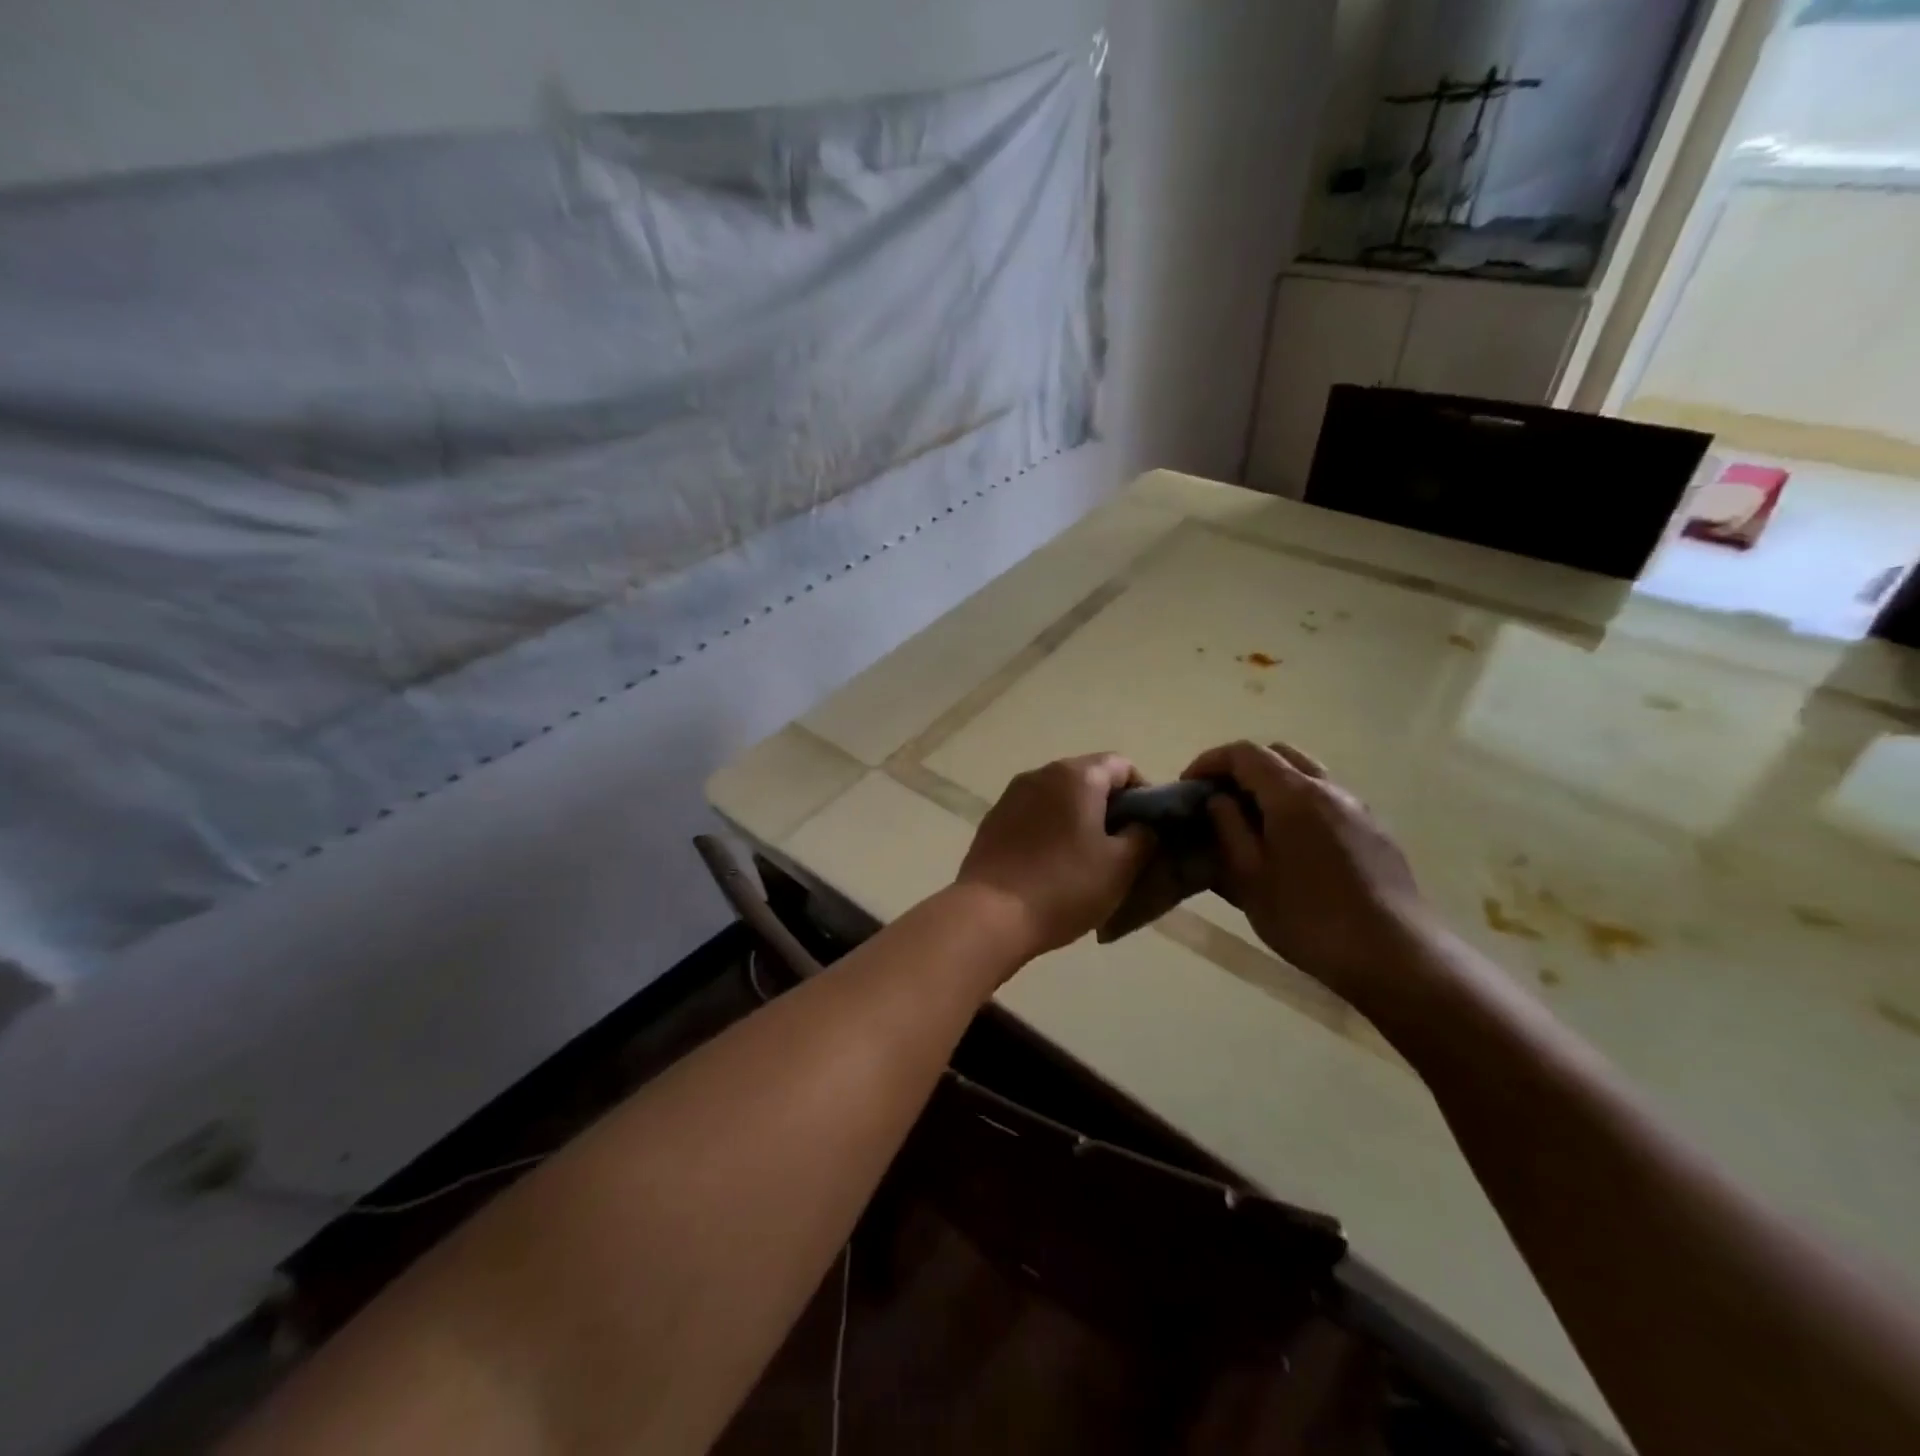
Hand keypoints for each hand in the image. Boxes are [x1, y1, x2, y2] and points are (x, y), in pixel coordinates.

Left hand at [955, 753, 1154, 961]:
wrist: (990, 914)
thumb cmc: (1063, 887)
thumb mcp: (1120, 867)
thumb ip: (1142, 836)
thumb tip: (1140, 825)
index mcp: (1076, 776)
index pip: (1122, 766)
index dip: (1142, 794)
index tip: (1146, 828)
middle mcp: (1041, 774)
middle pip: (1087, 778)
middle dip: (1107, 807)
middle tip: (1120, 847)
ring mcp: (1011, 795)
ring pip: (1057, 797)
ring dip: (1076, 818)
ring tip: (1084, 859)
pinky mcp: (992, 819)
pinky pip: (1032, 815)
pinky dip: (1048, 829)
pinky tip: (1050, 864)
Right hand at [1182, 740, 1426, 1001]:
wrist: (1395, 955)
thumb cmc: (1309, 918)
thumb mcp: (1250, 878)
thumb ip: (1229, 830)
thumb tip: (1218, 800)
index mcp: (1294, 795)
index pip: (1245, 753)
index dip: (1210, 761)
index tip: (1188, 784)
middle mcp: (1329, 789)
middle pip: (1279, 754)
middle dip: (1243, 766)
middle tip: (1219, 798)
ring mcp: (1358, 809)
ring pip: (1308, 775)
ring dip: (1274, 784)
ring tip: (1253, 822)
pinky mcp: (1375, 832)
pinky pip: (1328, 800)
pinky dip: (1299, 804)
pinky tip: (1292, 846)